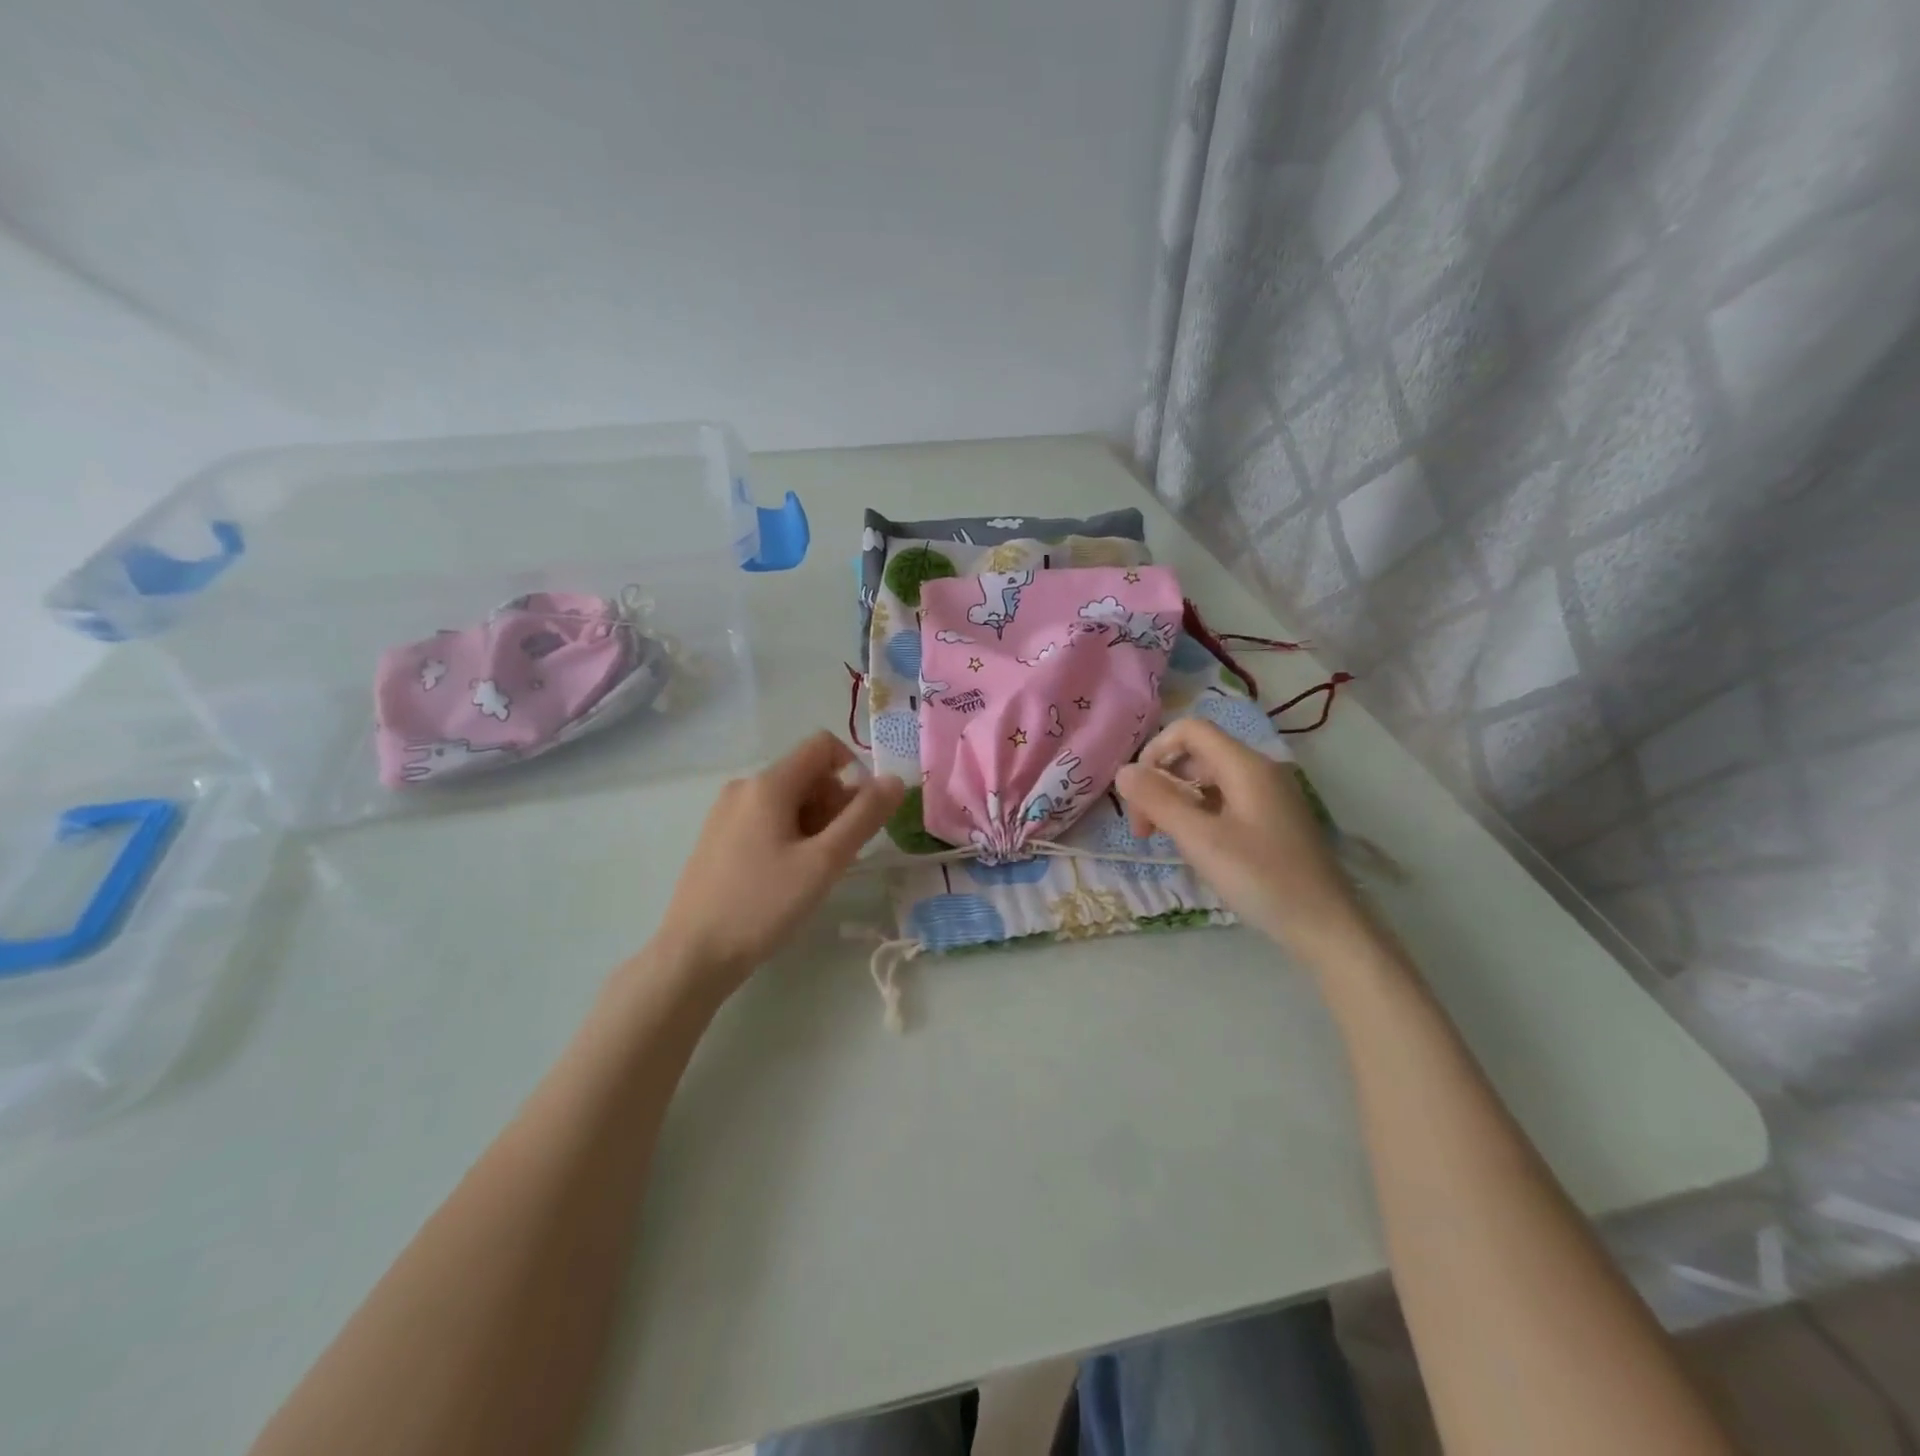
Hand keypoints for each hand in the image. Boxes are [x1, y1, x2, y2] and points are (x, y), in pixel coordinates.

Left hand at [649, 732, 904, 997]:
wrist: (693, 955)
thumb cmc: (763, 905)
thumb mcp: (824, 862)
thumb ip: (864, 817)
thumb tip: (895, 780)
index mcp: (768, 784)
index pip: (823, 745)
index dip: (853, 771)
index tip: (860, 817)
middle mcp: (744, 787)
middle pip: (807, 774)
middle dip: (835, 805)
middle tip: (838, 855)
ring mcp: (726, 812)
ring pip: (788, 800)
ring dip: (815, 824)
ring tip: (814, 872)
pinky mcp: (718, 837)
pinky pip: (767, 819)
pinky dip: (790, 835)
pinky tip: (787, 877)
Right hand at [1115, 718, 1369, 965]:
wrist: (1327, 927)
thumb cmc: (1262, 879)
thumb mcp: (1201, 840)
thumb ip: (1158, 801)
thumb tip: (1122, 771)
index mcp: (1245, 766)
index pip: (1189, 730)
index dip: (1155, 752)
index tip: (1137, 794)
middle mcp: (1259, 771)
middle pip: (1196, 755)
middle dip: (1161, 783)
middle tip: (1144, 830)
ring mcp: (1268, 796)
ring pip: (1208, 781)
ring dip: (1177, 802)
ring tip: (1164, 841)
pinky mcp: (1272, 821)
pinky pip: (1225, 802)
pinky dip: (1199, 816)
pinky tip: (1195, 849)